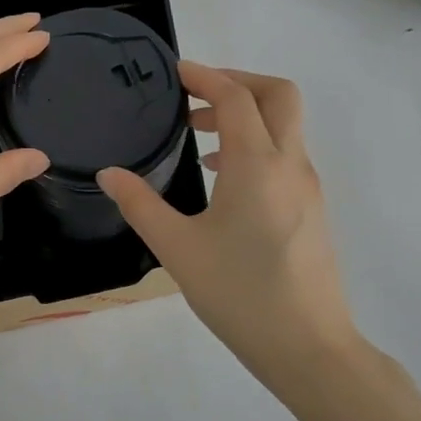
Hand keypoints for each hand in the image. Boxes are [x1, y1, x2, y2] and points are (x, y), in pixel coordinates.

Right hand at [98, 63, 366, 405]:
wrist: (309, 348)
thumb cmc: (240, 294)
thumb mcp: (178, 249)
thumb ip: (140, 205)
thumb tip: (109, 173)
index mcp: (258, 164)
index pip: (236, 97)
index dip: (206, 76)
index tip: (176, 72)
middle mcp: (290, 164)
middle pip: (278, 95)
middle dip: (238, 82)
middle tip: (195, 94)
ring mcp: (307, 187)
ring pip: (285, 125)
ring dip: (246, 114)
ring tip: (198, 135)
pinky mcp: (311, 209)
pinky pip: (286, 154)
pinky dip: (256, 143)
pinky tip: (222, 177)